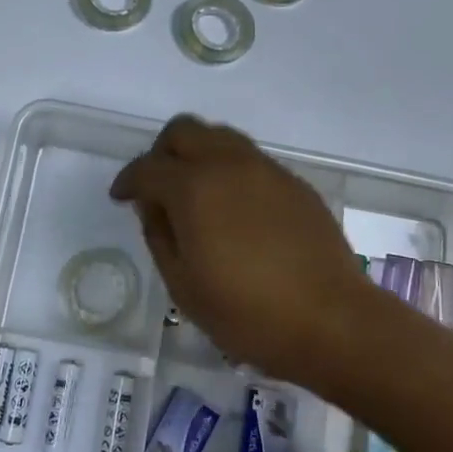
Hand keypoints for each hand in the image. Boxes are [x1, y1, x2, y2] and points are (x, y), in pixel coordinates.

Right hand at [110, 116, 374, 385]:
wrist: (331, 320)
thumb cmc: (247, 313)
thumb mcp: (183, 286)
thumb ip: (159, 236)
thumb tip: (153, 206)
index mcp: (193, 188)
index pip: (148, 168)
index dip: (127, 180)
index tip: (121, 197)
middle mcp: (227, 164)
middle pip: (184, 131)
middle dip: (162, 152)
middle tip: (158, 187)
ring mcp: (265, 169)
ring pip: (220, 136)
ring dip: (198, 154)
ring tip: (197, 194)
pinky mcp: (293, 182)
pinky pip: (250, 159)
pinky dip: (230, 170)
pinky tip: (235, 209)